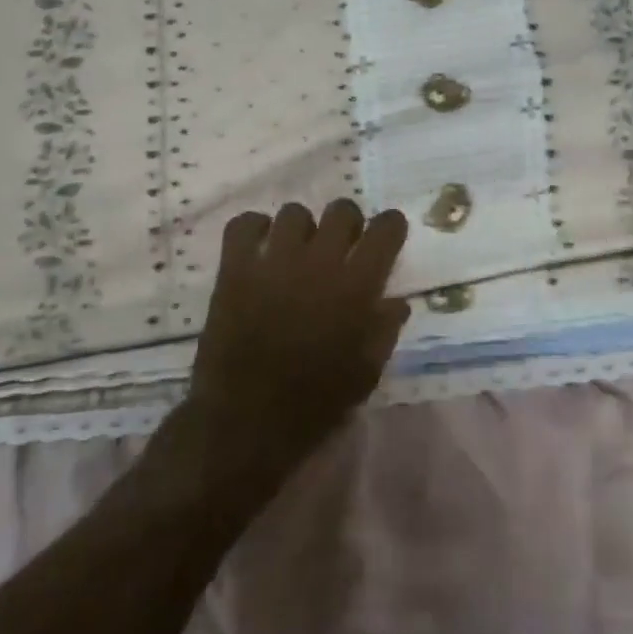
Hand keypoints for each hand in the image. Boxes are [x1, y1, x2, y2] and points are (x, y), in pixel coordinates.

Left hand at [186, 200, 410, 475]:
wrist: (246, 422)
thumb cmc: (315, 403)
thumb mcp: (366, 373)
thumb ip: (384, 330)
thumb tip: (397, 301)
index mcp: (357, 288)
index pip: (386, 229)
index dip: (390, 226)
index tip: (386, 236)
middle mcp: (319, 263)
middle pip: (342, 210)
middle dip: (347, 223)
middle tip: (341, 247)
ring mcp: (274, 262)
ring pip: (294, 212)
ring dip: (302, 229)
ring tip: (297, 252)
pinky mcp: (235, 269)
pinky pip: (244, 224)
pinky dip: (254, 228)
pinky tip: (260, 247)